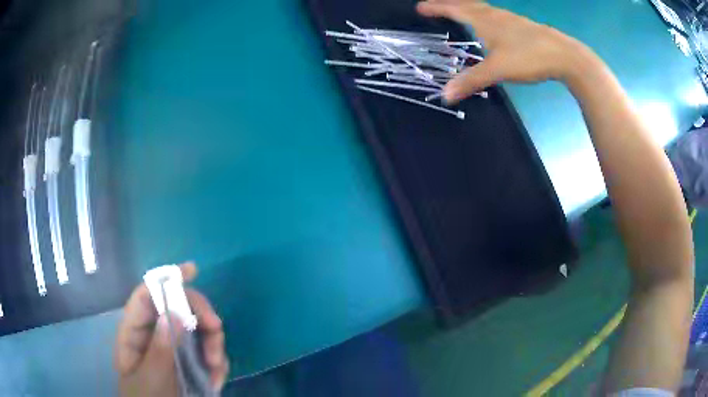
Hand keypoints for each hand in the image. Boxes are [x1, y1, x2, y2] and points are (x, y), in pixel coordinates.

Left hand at [115, 262, 229, 396]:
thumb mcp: (152, 377)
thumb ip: (161, 348)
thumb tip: (174, 311)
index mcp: (135, 332)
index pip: (146, 295)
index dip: (166, 278)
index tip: (193, 271)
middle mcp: (155, 333)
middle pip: (178, 307)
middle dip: (199, 316)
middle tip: (216, 330)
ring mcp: (174, 347)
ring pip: (198, 330)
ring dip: (213, 345)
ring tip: (217, 369)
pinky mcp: (190, 361)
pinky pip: (208, 352)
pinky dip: (217, 364)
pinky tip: (216, 380)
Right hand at [416, 0, 593, 102]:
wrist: (565, 56)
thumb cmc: (530, 56)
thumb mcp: (498, 69)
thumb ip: (472, 80)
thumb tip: (445, 96)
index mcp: (485, 20)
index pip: (454, 9)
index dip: (437, 8)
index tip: (420, 7)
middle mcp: (496, 15)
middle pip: (468, 4)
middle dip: (450, 4)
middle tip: (437, 6)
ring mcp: (511, 20)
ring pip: (484, 8)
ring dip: (468, 7)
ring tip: (460, 11)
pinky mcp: (523, 27)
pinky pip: (497, 16)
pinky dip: (485, 16)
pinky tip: (492, 25)